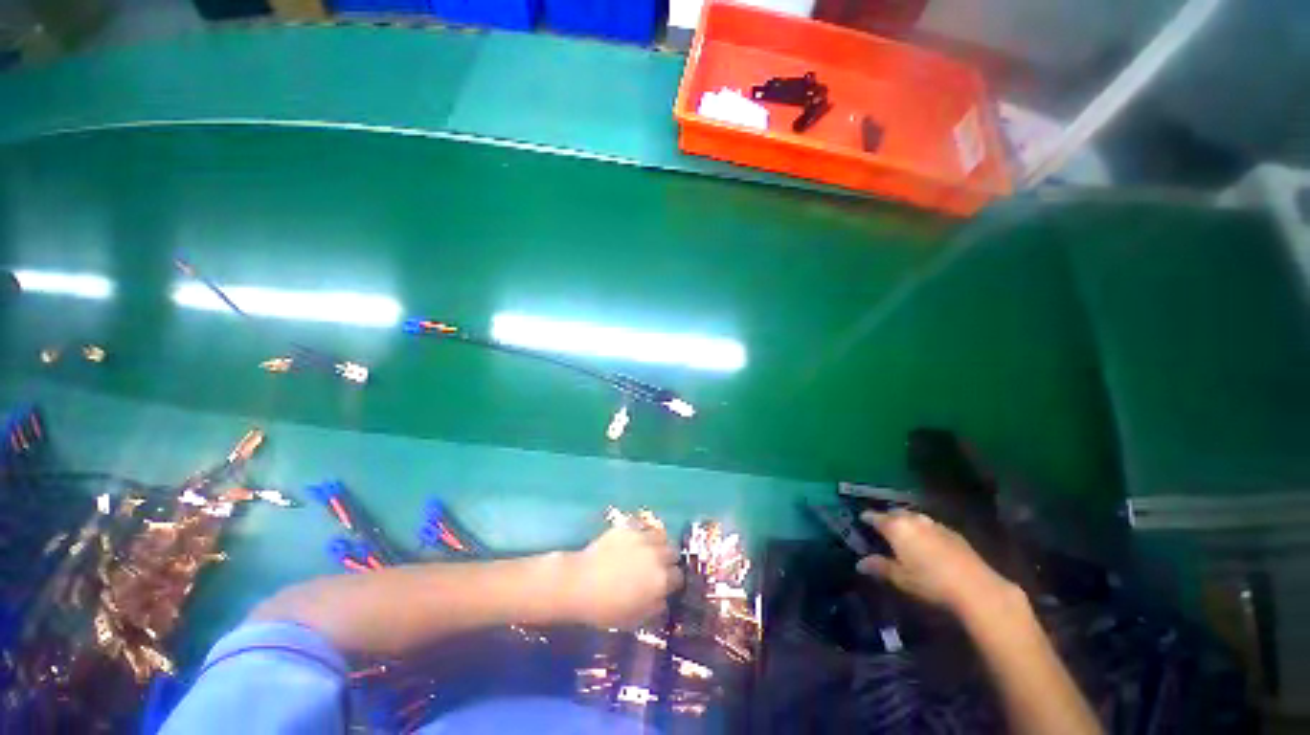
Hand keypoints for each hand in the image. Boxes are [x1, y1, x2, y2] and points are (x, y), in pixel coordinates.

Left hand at [564, 525, 683, 629]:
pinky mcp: (628, 527)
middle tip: (658, 566)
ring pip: (662, 535)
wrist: (579, 583)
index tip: (666, 584)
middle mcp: (656, 555)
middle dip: (668, 559)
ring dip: (659, 543)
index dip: (673, 581)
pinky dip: (644, 532)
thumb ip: (654, 608)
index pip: (679, 576)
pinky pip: (644, 526)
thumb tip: (663, 598)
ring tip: (649, 550)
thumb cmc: (605, 608)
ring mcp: (642, 538)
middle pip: (674, 552)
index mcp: (660, 580)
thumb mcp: (634, 619)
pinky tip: (636, 540)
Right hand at [856, 510, 1016, 617]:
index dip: (867, 518)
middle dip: (887, 517)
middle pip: (895, 513)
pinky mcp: (952, 533)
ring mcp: (934, 524)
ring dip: (907, 522)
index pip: (876, 517)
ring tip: (904, 532)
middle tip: (882, 526)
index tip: (861, 519)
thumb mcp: (900, 578)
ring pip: (914, 517)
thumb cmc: (930, 582)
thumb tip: (860, 563)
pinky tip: (927, 542)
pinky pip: (931, 526)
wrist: (975, 587)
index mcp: (896, 527)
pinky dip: (924, 529)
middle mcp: (913, 520)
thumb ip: (880, 567)